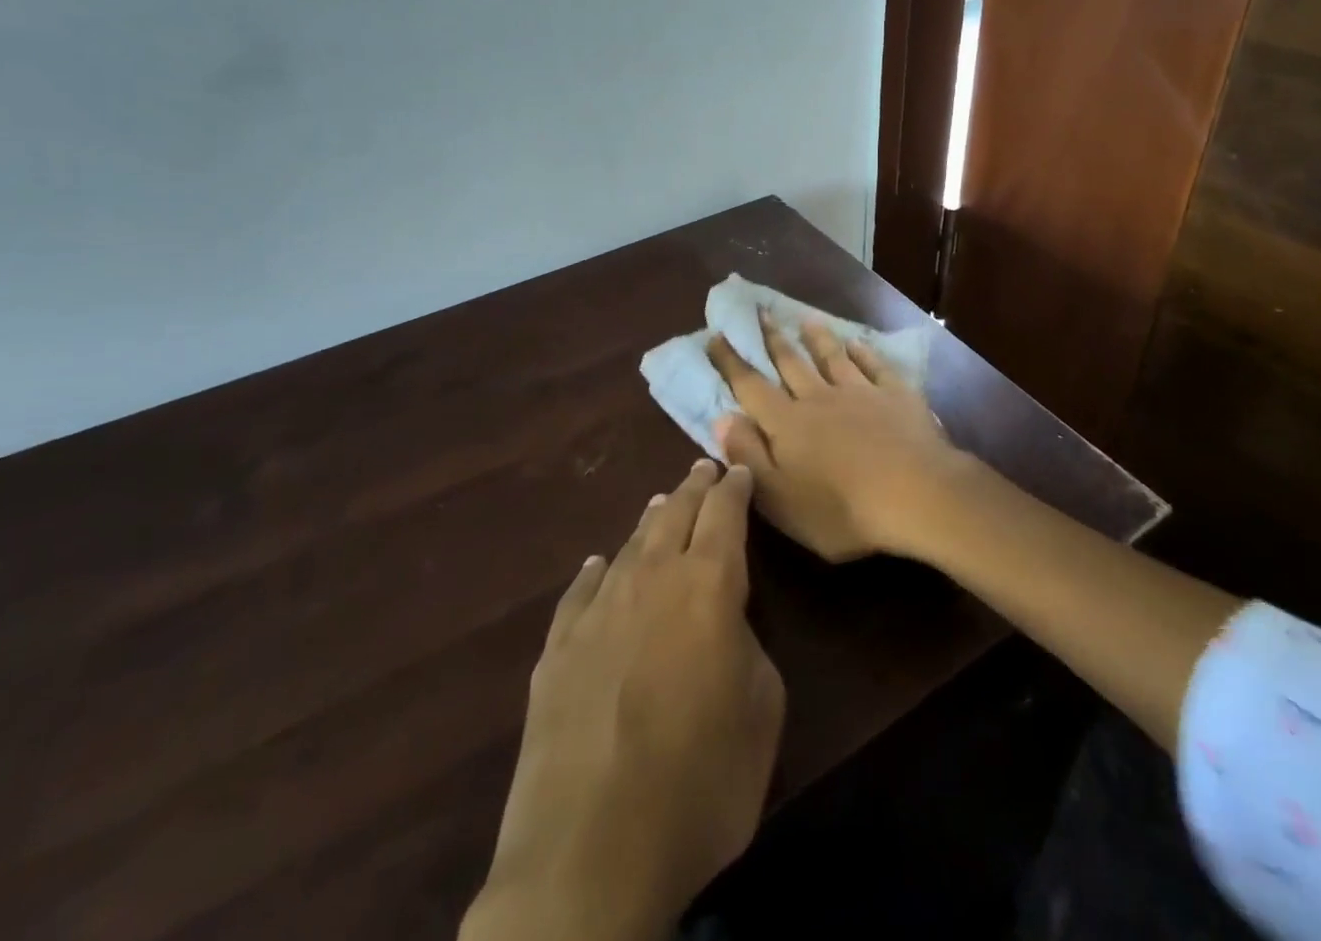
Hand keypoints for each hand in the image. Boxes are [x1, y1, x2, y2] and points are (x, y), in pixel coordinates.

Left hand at [461, 461, 784, 940]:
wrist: (590, 853)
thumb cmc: (700, 781)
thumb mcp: (762, 712)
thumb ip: (749, 646)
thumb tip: (725, 622)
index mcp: (707, 585)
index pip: (725, 514)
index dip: (735, 487)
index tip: (740, 469)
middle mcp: (650, 579)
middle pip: (674, 515)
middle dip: (693, 488)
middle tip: (703, 468)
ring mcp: (597, 611)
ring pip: (629, 545)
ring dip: (650, 521)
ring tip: (660, 503)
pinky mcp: (557, 649)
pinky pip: (580, 592)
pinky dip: (595, 572)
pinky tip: (596, 566)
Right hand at [705, 313, 972, 561]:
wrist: (916, 494)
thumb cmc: (842, 509)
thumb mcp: (780, 499)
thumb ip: (748, 457)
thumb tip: (722, 419)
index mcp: (788, 424)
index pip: (751, 387)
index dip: (731, 362)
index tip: (716, 335)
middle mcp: (819, 398)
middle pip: (791, 362)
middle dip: (772, 338)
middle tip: (760, 311)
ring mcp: (860, 392)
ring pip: (832, 357)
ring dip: (817, 338)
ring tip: (806, 318)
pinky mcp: (896, 395)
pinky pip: (875, 366)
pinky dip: (864, 353)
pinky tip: (858, 343)